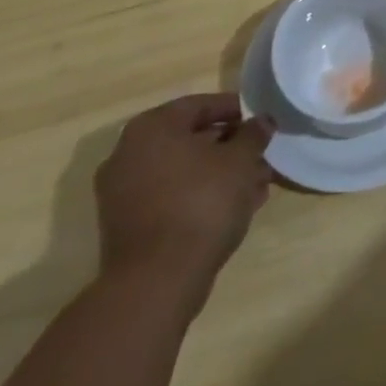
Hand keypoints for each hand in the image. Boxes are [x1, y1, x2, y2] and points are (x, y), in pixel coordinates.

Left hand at [93, 94, 274, 313]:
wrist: (157, 281)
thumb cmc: (201, 203)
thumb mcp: (240, 161)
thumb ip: (253, 134)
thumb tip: (262, 121)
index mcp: (152, 128)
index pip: (200, 105)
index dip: (236, 110)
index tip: (261, 121)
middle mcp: (129, 153)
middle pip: (190, 139)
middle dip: (230, 147)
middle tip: (261, 156)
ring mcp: (123, 192)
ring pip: (183, 171)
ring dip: (220, 174)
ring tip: (256, 186)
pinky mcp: (128, 225)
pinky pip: (172, 197)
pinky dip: (201, 196)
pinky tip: (235, 208)